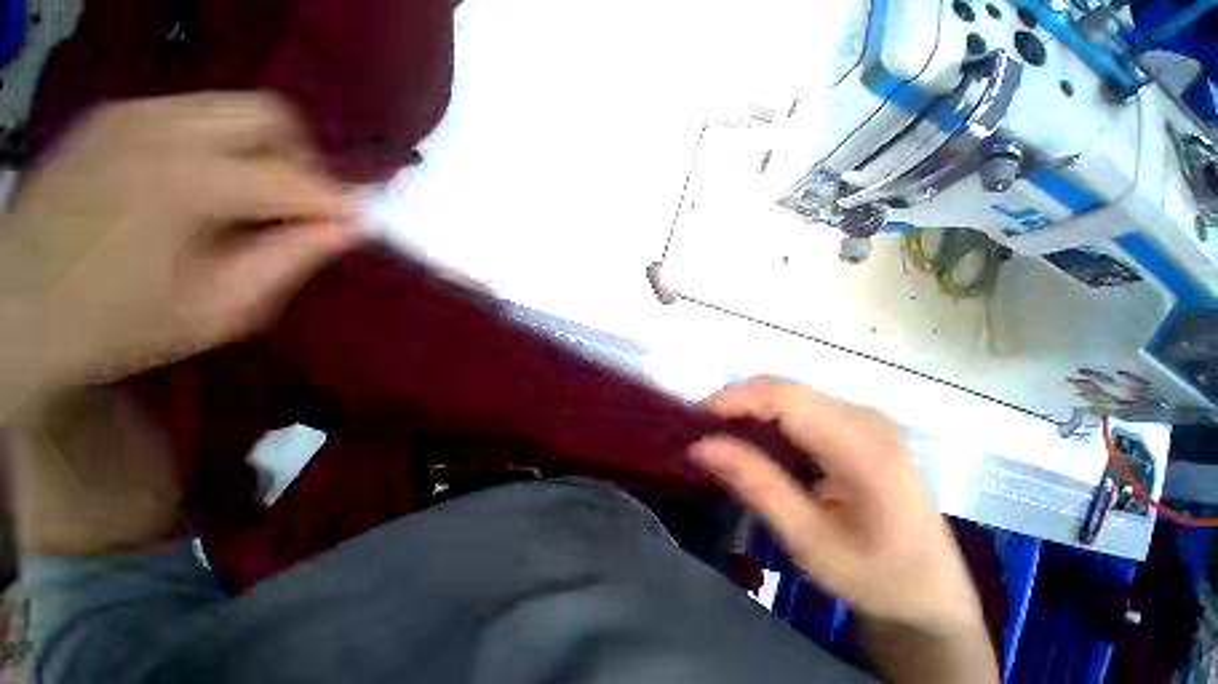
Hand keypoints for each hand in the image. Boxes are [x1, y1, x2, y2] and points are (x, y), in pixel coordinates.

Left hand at [0, 93, 359, 397]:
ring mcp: (130, 113)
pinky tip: (199, 187)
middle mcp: (158, 127)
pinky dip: (219, 145)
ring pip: (234, 107)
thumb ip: (293, 258)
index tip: (360, 224)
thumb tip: (353, 225)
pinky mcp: (112, 115)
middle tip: (293, 207)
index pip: (296, 178)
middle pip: (271, 116)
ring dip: (260, 152)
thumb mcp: (224, 308)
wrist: (13, 311)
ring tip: (245, 199)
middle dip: (301, 161)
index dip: (339, 202)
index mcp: (185, 184)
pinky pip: (194, 113)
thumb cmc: (119, 327)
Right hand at [690, 377, 986, 639]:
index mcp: (864, 447)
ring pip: (787, 395)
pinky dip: (766, 418)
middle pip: (783, 390)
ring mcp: (863, 418)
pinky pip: (799, 407)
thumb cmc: (874, 576)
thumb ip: (756, 486)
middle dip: (735, 404)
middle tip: (703, 432)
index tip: (695, 418)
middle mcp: (865, 418)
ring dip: (748, 410)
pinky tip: (754, 441)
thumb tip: (700, 446)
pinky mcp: (856, 425)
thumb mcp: (809, 541)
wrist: (930, 591)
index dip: (734, 399)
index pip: (785, 398)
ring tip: (721, 437)